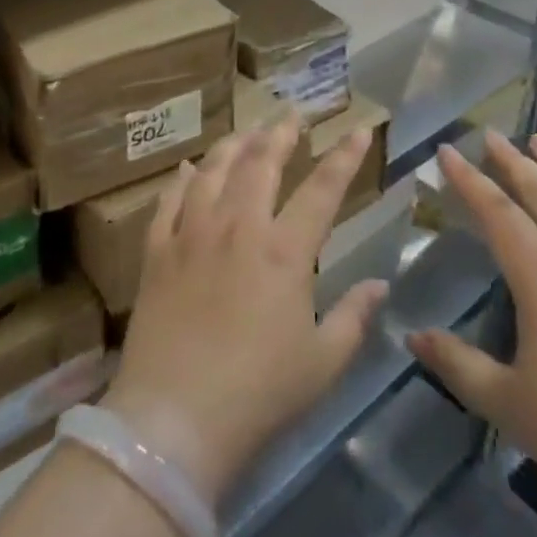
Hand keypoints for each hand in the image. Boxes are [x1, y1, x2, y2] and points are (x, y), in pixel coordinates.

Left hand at [103, 119, 386, 507]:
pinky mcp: (157, 253)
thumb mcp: (323, 363)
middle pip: (261, 164)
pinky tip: (187, 169)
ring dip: (234, 146)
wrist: (173, 422)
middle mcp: (238, 229)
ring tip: (247, 131)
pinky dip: (181, 180)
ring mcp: (192, 236)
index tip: (358, 128)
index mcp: (284, 252)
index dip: (344, 156)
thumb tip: (380, 284)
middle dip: (280, 133)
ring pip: (213, 172)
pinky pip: (168, 202)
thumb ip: (354, 317)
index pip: (323, 189)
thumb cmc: (258, 394)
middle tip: (291, 115)